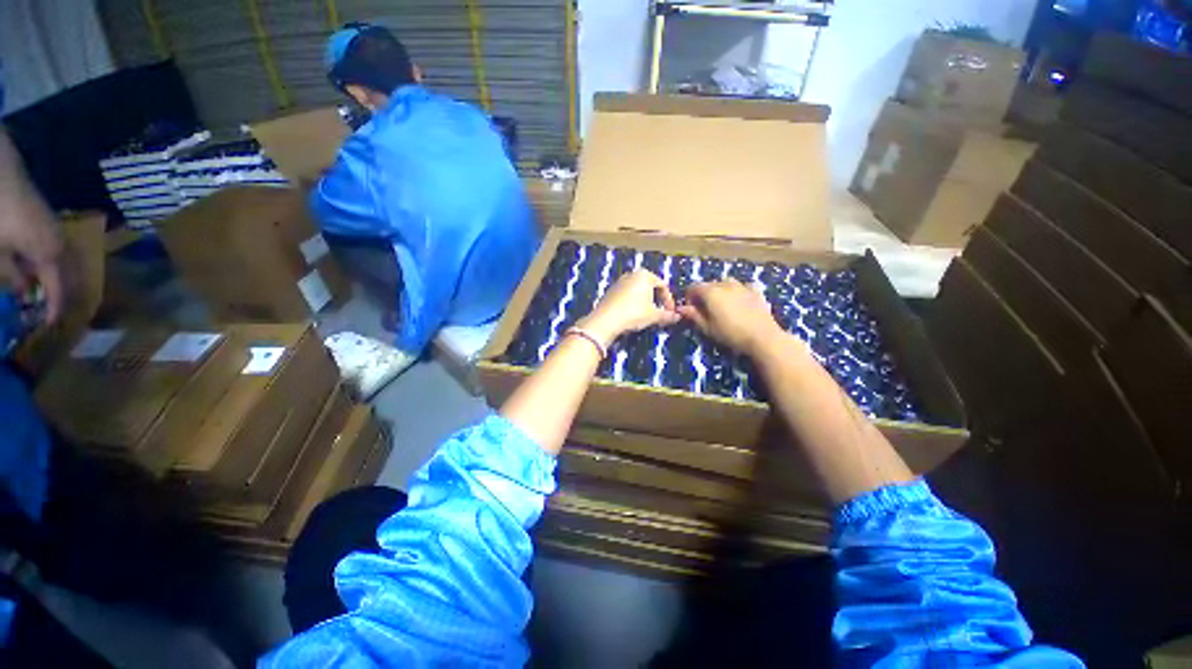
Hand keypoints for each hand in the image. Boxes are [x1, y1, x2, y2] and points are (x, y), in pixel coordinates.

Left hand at [0, 133, 64, 322]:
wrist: (2, 174)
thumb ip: (11, 275)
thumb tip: (23, 291)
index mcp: (51, 256)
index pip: (59, 290)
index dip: (55, 309)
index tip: (50, 327)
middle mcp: (62, 245)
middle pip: (71, 277)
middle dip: (66, 297)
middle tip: (56, 315)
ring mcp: (58, 232)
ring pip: (68, 264)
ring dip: (63, 282)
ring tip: (52, 296)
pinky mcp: (51, 225)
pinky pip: (60, 252)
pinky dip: (56, 267)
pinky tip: (44, 272)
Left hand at [579, 270, 679, 346]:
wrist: (606, 320)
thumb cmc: (634, 313)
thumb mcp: (654, 315)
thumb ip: (667, 315)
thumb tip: (678, 317)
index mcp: (645, 275)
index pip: (663, 286)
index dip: (668, 301)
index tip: (670, 313)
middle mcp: (631, 274)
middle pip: (650, 287)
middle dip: (656, 301)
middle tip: (660, 314)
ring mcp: (619, 282)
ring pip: (638, 292)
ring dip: (645, 303)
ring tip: (647, 316)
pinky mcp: (610, 291)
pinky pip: (627, 296)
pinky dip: (633, 304)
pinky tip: (632, 316)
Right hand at [679, 280, 783, 355]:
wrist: (763, 337)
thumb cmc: (730, 334)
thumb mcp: (707, 328)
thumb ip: (693, 316)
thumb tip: (681, 308)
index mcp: (710, 292)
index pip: (693, 287)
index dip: (689, 298)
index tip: (691, 310)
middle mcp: (725, 284)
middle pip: (709, 284)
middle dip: (704, 295)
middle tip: (706, 311)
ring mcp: (742, 285)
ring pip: (725, 284)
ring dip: (720, 292)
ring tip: (722, 307)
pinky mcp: (755, 291)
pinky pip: (741, 287)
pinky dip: (736, 292)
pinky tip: (739, 303)